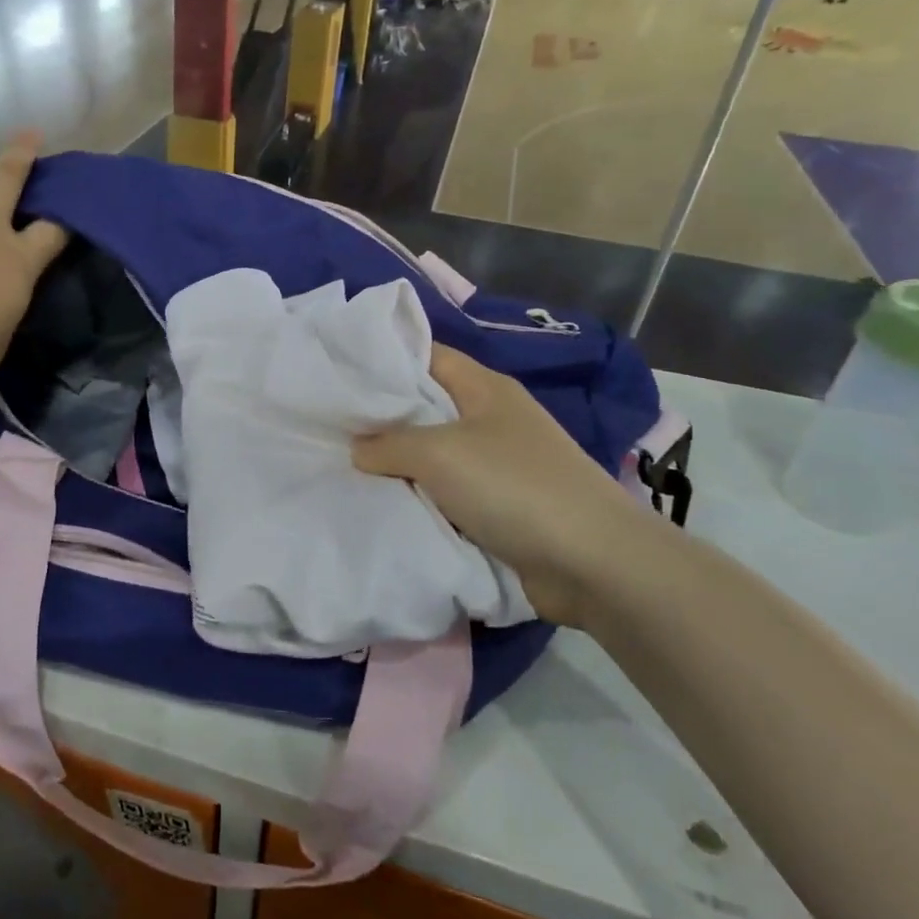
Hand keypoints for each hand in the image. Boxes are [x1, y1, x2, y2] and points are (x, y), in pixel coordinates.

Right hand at [352, 345, 659, 626]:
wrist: (590, 562)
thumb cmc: (513, 486)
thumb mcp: (440, 452)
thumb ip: (389, 443)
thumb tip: (358, 449)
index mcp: (484, 388)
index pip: (426, 356)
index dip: (383, 360)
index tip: (337, 372)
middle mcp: (490, 420)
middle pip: (424, 408)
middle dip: (380, 419)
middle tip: (328, 426)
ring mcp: (496, 465)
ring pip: (431, 456)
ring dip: (396, 466)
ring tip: (340, 467)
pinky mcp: (497, 508)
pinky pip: (444, 495)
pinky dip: (417, 499)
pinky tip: (380, 505)